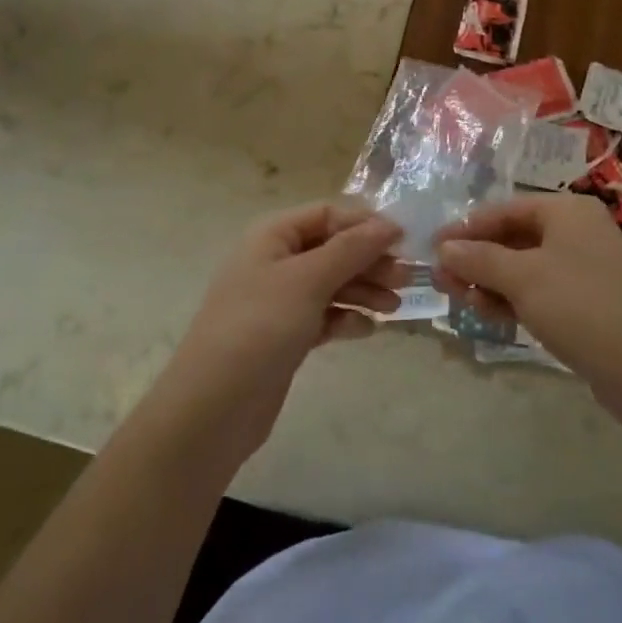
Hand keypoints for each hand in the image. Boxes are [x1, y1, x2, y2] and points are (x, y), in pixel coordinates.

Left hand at [154, 201, 406, 465]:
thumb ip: (352, 249)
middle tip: (408, 279)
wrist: (213, 407)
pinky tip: (365, 330)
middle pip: (332, 249)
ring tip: (395, 308)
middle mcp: (275, 261)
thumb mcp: (308, 280)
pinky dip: (345, 318)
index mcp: (273, 236)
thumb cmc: (259, 328)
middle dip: (369, 260)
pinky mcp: (284, 335)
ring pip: (331, 283)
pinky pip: (323, 315)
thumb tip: (391, 224)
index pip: (328, 215)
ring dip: (363, 291)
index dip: (365, 224)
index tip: (405, 242)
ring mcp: (278, 300)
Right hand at [435, 193, 621, 430]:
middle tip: (442, 282)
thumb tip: (443, 249)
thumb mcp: (522, 277)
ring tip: (460, 302)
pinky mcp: (588, 306)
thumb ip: (479, 260)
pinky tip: (491, 317)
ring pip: (524, 269)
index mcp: (565, 211)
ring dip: (491, 283)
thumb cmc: (583, 306)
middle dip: (476, 259)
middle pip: (513, 238)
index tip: (432, 249)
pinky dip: (514, 301)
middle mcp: (576, 233)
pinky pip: (540, 294)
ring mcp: (584, 270)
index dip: (466, 228)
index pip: (503, 210)